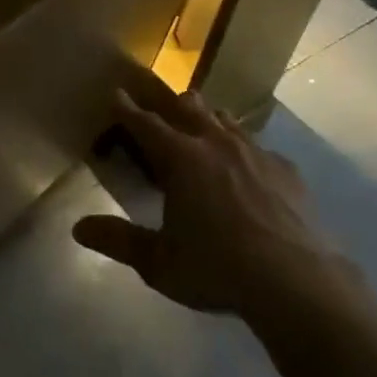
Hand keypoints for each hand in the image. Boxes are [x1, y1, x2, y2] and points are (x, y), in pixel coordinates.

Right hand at [73, 88, 350, 319]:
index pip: (145, 123)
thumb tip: (78, 228)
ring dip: (208, 120)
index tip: (116, 93)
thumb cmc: (218, 269)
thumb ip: (118, 241)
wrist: (298, 283)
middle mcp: (215, 143)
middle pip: (188, 108)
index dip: (127, 108)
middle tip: (162, 110)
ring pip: (225, 120)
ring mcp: (255, 153)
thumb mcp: (159, 263)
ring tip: (203, 129)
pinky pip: (259, 147)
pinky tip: (249, 169)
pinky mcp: (286, 170)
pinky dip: (245, 150)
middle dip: (171, 104)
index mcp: (180, 158)